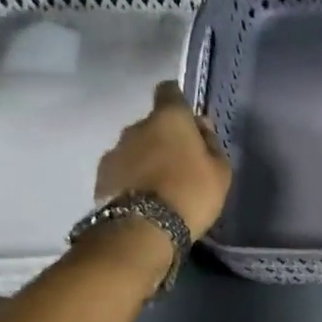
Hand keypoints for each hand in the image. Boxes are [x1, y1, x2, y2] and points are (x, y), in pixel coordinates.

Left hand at [94, 81, 232, 238]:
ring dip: (146, 159)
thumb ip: (211, 143)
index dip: (178, 101)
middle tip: (180, 163)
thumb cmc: (191, 193)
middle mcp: (136, 126)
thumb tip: (201, 126)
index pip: (169, 91)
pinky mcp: (101, 176)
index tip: (188, 119)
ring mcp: (115, 151)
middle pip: (152, 124)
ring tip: (161, 185)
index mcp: (169, 119)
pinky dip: (132, 178)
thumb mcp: (220, 171)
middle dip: (164, 138)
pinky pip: (123, 170)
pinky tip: (144, 198)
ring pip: (135, 147)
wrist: (142, 230)